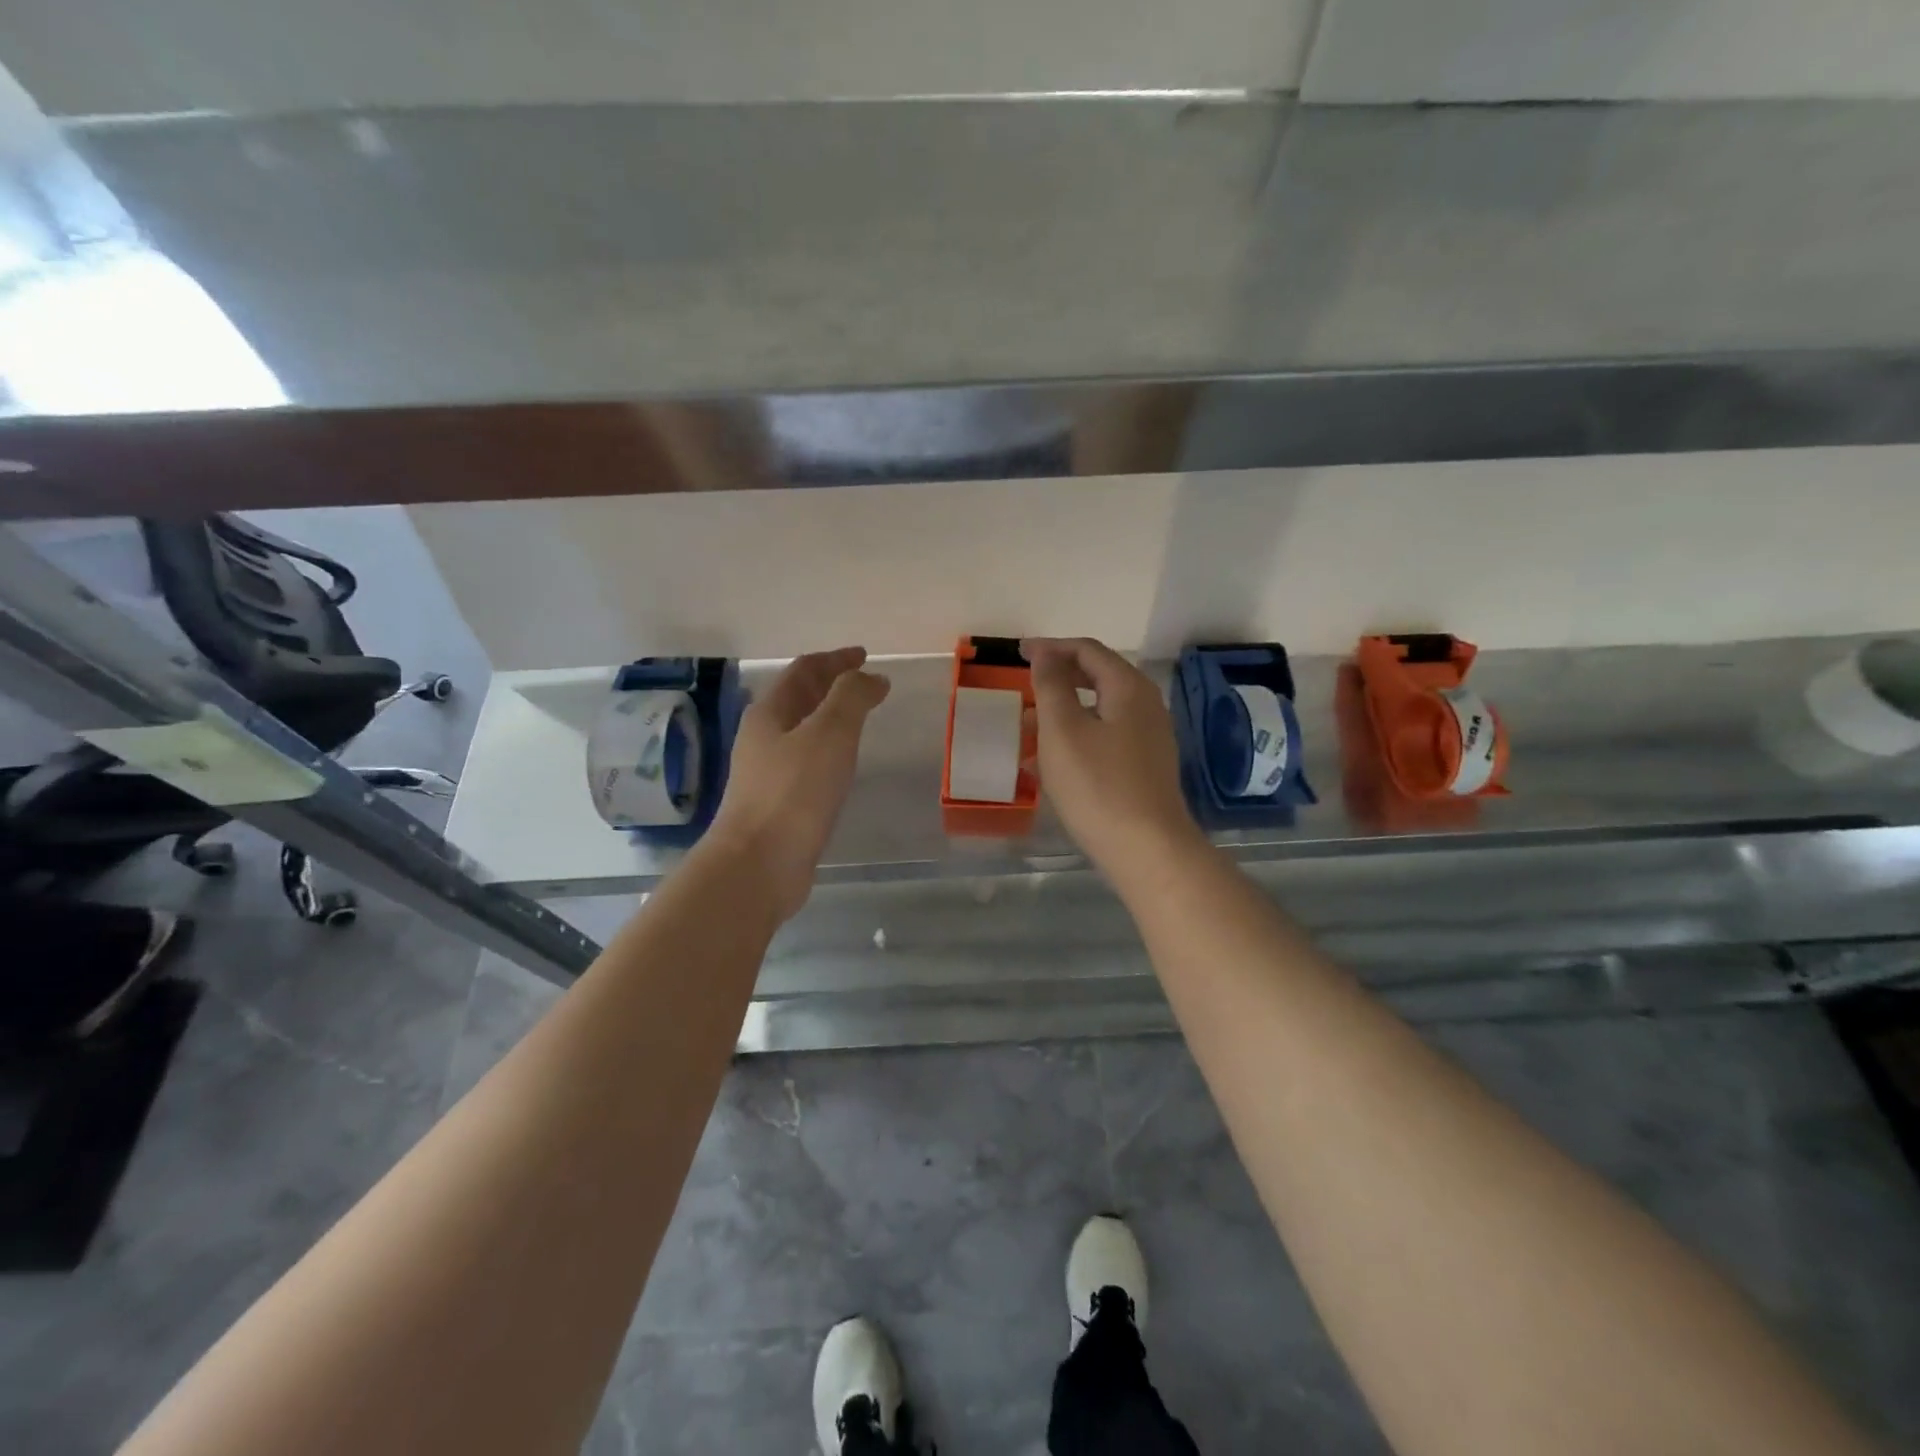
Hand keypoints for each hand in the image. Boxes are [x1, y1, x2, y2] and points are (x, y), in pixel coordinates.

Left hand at [706, 647, 889, 920]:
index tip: (864, 655)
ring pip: (802, 731)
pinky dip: (829, 751)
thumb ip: (851, 697)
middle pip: (798, 698)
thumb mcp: (830, 733)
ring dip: (829, 718)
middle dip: (831, 685)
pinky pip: (807, 762)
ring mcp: (767, 772)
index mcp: (770, 713)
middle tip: (865, 683)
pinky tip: (842, 765)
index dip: (835, 659)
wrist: (759, 864)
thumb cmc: (794, 792)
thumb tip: (871, 677)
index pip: (804, 670)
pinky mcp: (778, 803)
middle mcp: (763, 737)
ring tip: (859, 719)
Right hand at [1024, 637, 1201, 877]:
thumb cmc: (1098, 785)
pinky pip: (1105, 738)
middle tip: (1024, 685)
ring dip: (1063, 712)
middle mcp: (1146, 706)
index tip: (1019, 653)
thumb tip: (1046, 653)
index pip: (1088, 650)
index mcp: (1128, 688)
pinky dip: (1076, 739)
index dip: (1051, 647)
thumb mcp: (1062, 730)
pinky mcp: (1145, 767)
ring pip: (1099, 711)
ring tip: (1027, 728)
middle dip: (1058, 679)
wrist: (1147, 850)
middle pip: (1098, 678)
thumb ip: (1052, 686)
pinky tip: (1050, 764)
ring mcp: (1149, 738)